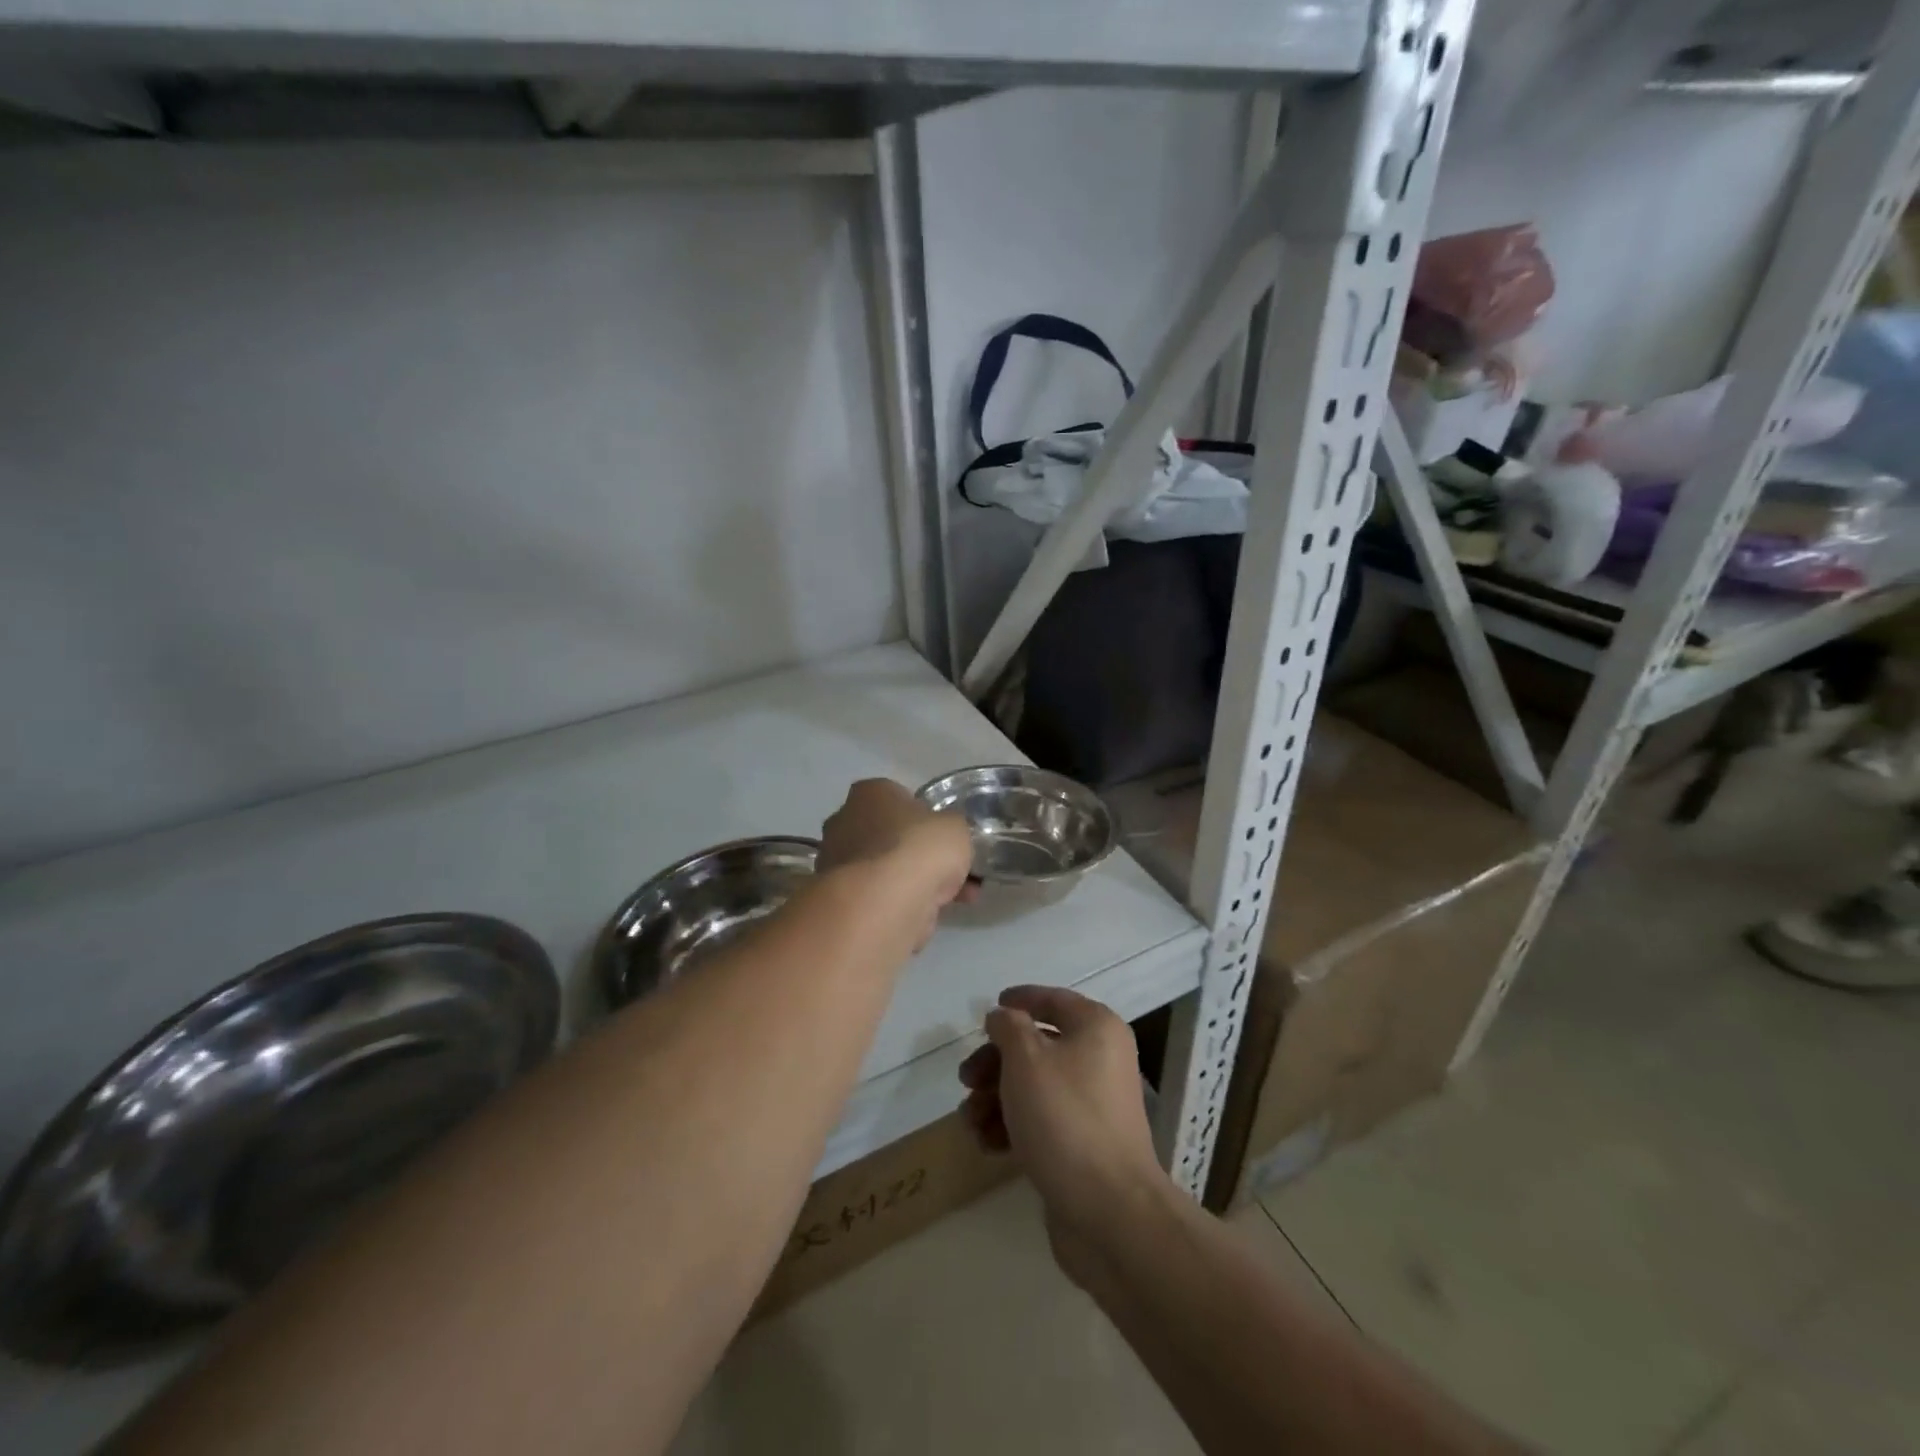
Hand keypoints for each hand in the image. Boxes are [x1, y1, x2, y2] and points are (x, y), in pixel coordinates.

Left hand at [818, 779, 975, 945]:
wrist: (882, 904)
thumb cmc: (918, 849)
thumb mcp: (956, 827)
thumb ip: (952, 828)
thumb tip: (946, 836)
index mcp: (870, 792)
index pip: (900, 798)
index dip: (926, 820)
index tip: (945, 840)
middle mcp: (845, 821)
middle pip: (890, 836)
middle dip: (918, 855)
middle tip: (950, 872)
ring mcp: (837, 861)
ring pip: (885, 870)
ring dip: (913, 884)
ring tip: (952, 901)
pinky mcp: (839, 898)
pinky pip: (878, 897)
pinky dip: (901, 906)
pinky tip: (927, 917)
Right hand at [957, 985, 1169, 1283]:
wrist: (1109, 1210)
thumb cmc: (1065, 1118)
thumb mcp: (1026, 1059)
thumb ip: (1009, 1027)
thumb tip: (1004, 1016)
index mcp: (1096, 1028)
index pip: (1054, 1000)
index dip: (1021, 999)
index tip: (990, 1008)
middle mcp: (1100, 1059)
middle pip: (1038, 1046)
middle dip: (996, 1062)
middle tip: (966, 1080)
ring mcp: (1093, 1104)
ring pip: (1035, 1086)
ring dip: (996, 1098)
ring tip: (970, 1121)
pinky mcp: (1084, 1143)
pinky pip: (1042, 1120)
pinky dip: (1013, 1126)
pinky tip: (986, 1144)